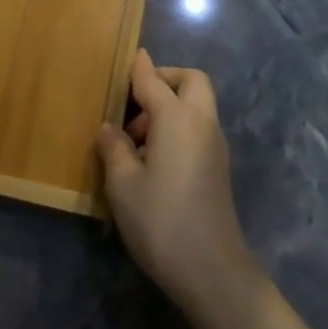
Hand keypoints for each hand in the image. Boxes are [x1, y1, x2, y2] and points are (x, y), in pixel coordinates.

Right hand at [96, 51, 262, 324]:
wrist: (212, 271)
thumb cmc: (161, 221)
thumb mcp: (123, 185)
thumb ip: (114, 149)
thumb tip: (109, 128)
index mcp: (177, 118)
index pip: (154, 81)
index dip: (139, 68)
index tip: (129, 57)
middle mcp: (201, 123)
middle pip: (192, 81)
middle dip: (165, 79)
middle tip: (134, 100)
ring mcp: (215, 146)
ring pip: (197, 105)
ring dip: (170, 106)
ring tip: (135, 137)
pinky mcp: (218, 167)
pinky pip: (198, 128)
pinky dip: (178, 126)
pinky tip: (152, 158)